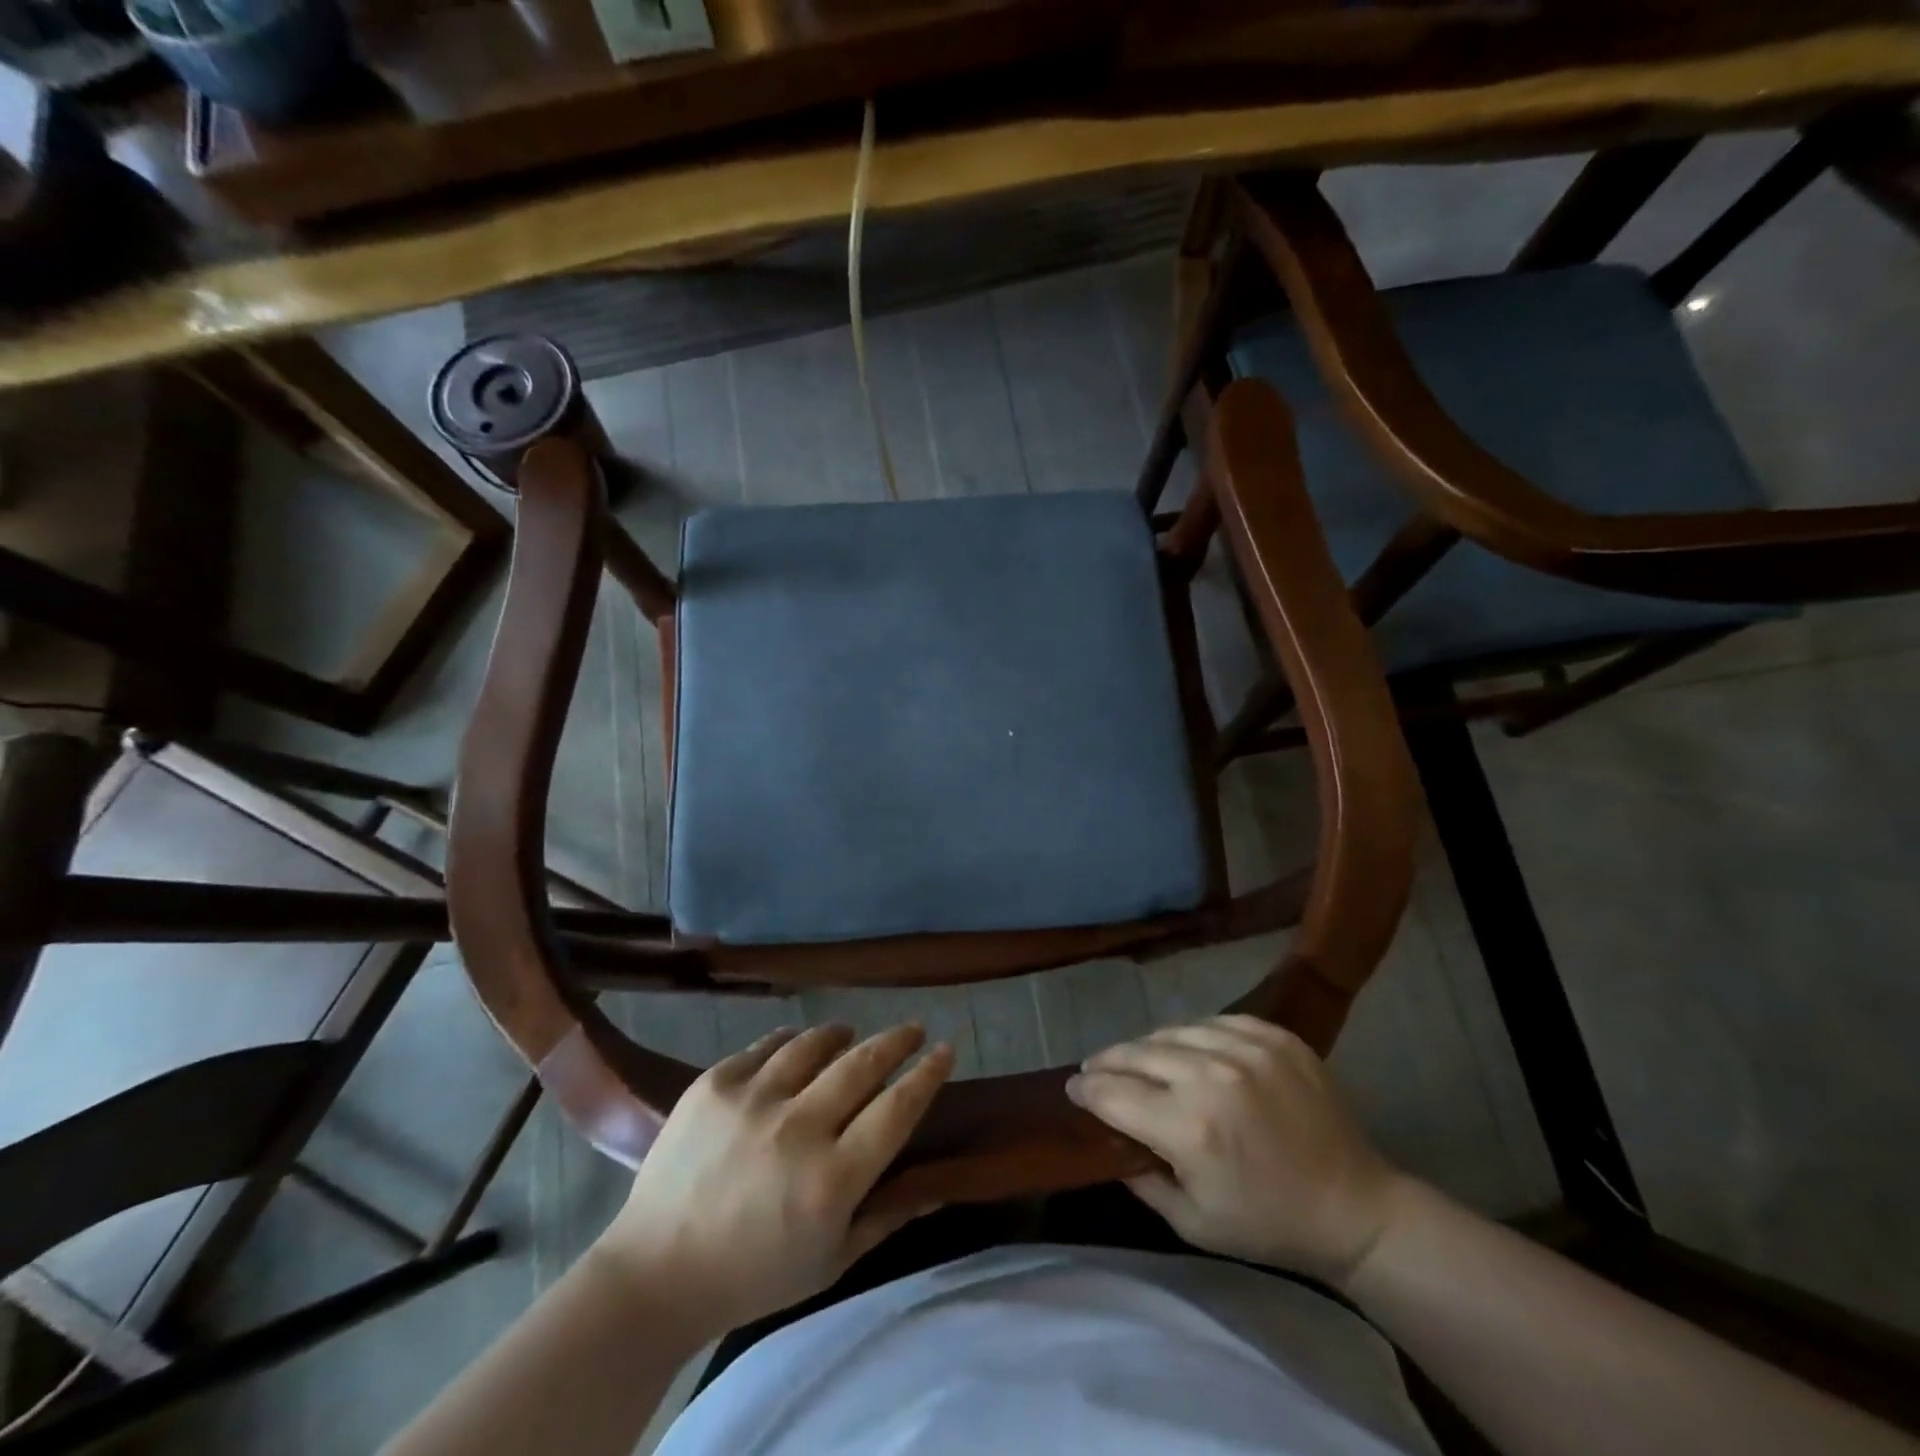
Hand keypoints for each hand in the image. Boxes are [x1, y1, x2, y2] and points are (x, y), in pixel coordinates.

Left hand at [595, 1024, 953, 1334]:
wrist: (654, 1273)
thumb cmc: (753, 1276)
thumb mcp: (831, 1260)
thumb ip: (888, 1217)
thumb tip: (942, 1184)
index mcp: (832, 1179)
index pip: (898, 1108)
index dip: (928, 1074)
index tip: (946, 1049)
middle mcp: (798, 1128)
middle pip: (863, 1064)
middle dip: (898, 1040)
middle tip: (914, 1029)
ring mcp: (753, 1099)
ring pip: (814, 1044)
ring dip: (842, 1035)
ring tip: (851, 1034)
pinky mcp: (715, 1083)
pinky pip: (766, 1045)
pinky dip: (790, 1041)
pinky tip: (796, 1045)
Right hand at [1067, 1015, 1407, 1287]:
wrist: (1355, 1207)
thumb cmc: (1268, 1224)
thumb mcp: (1192, 1222)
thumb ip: (1141, 1177)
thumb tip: (1109, 1135)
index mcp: (1188, 1128)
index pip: (1113, 1093)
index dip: (1086, 1089)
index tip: (1072, 1087)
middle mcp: (1211, 1077)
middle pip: (1136, 1053)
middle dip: (1108, 1061)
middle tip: (1096, 1068)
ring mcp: (1246, 1048)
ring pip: (1172, 1032)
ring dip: (1147, 1046)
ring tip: (1138, 1058)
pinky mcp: (1274, 1035)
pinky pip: (1213, 1022)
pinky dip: (1192, 1036)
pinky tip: (1187, 1049)